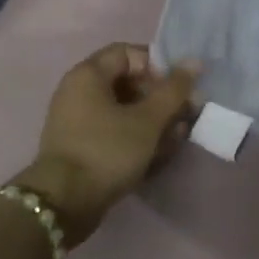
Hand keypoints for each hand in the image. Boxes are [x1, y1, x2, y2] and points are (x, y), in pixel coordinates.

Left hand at [13, 44, 199, 247]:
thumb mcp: (148, 119)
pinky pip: (114, 131)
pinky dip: (136, 137)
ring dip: (154, 120)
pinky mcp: (81, 146)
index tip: (176, 89)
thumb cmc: (107, 150)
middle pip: (128, 82)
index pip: (129, 53)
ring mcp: (78, 121)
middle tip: (184, 115)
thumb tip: (195, 62)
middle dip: (161, 98)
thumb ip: (174, 89)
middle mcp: (79, 91)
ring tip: (177, 138)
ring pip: (124, 110)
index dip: (158, 66)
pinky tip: (159, 154)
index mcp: (88, 74)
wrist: (63, 205)